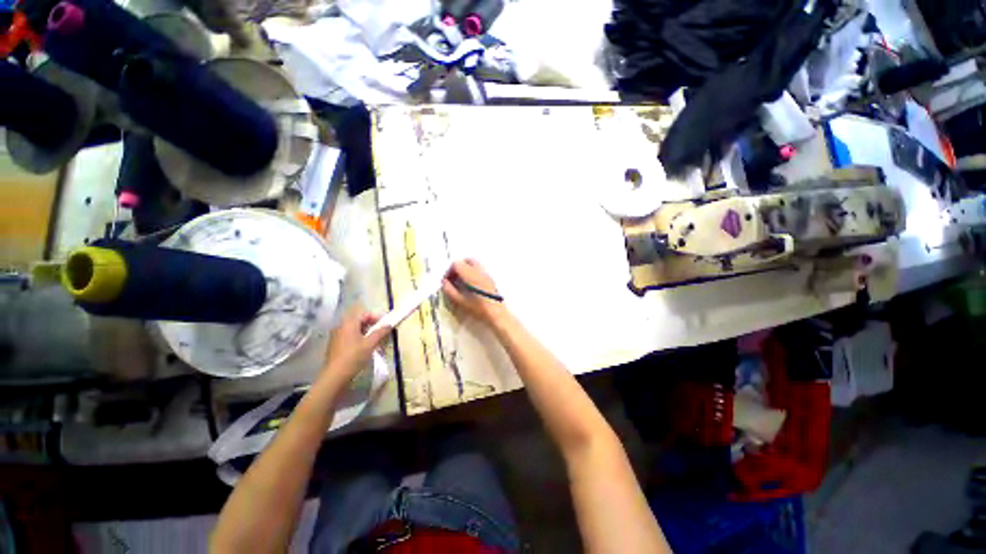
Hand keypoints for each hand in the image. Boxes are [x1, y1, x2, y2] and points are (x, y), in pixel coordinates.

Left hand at [321, 306, 388, 384]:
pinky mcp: (336, 345)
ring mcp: (337, 336)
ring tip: (376, 340)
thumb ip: (380, 332)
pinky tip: (365, 347)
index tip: (386, 323)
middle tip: (382, 331)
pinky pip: (350, 337)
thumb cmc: (353, 357)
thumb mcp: (370, 344)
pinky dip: (359, 338)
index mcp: (349, 323)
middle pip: (359, 321)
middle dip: (372, 324)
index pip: (365, 314)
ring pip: (355, 329)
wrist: (335, 376)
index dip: (377, 317)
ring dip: (367, 332)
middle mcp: (341, 327)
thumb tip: (389, 324)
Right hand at [442, 259, 506, 324]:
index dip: (449, 271)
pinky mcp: (490, 278)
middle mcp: (479, 270)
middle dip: (458, 267)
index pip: (457, 264)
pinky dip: (472, 272)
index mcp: (470, 274)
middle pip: (466, 260)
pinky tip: (471, 285)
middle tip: (454, 278)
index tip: (447, 281)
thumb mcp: (460, 301)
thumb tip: (444, 282)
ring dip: (465, 269)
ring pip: (474, 264)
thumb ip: (449, 290)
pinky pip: (479, 269)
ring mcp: (486, 273)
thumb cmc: (478, 308)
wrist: (497, 313)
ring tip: (462, 282)